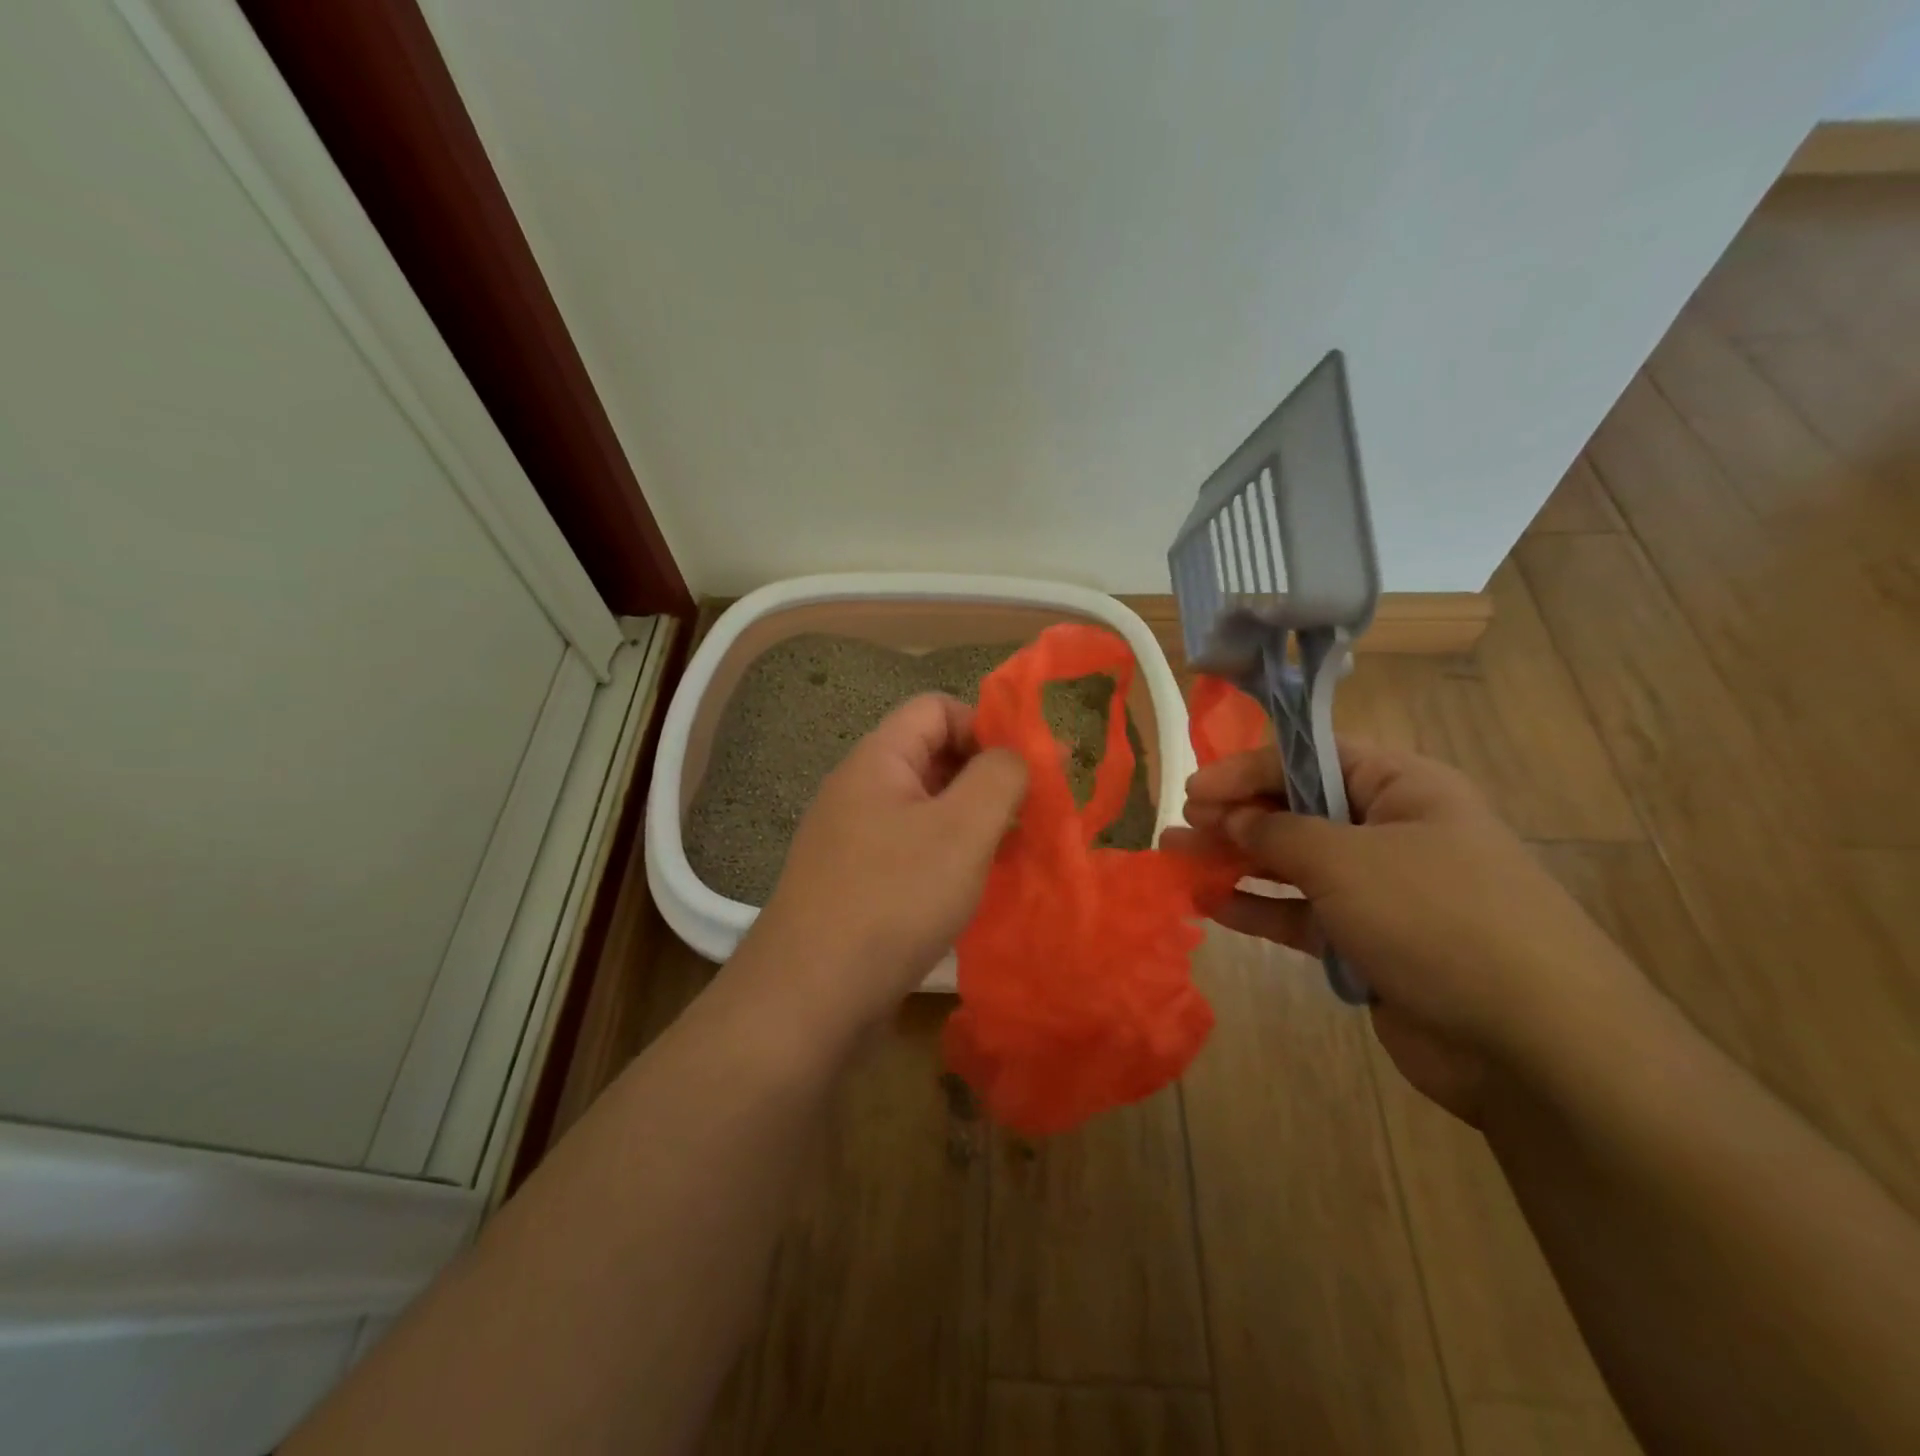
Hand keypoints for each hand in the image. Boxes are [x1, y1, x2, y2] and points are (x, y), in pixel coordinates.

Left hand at [742, 694, 1026, 1037]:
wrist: (809, 995)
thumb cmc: (893, 898)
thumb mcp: (962, 829)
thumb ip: (999, 777)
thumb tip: (1014, 756)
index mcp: (878, 760)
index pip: (936, 708)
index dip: (984, 725)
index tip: (1025, 769)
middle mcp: (860, 789)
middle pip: (932, 756)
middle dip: (984, 778)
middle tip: (1027, 814)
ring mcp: (853, 838)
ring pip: (926, 808)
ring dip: (970, 822)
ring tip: (1008, 852)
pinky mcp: (856, 881)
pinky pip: (911, 849)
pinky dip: (947, 857)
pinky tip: (971, 888)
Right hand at [1169, 741, 1642, 1121]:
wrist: (1534, 1044)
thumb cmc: (1437, 918)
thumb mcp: (1346, 859)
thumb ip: (1278, 832)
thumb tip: (1232, 818)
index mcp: (1403, 788)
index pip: (1311, 757)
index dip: (1248, 769)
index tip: (1194, 790)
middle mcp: (1392, 831)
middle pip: (1298, 810)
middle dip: (1235, 816)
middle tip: (1180, 827)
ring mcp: (1381, 891)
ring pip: (1293, 864)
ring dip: (1236, 861)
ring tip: (1176, 860)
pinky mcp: (1369, 943)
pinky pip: (1302, 914)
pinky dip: (1259, 908)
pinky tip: (1211, 905)